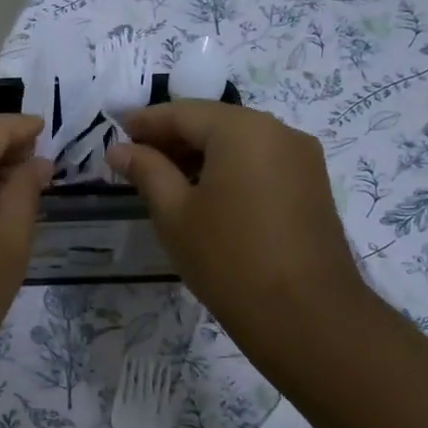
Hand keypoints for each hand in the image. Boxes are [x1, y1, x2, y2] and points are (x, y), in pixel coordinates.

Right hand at [105, 102, 384, 376]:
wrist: (306, 315)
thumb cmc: (228, 259)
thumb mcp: (174, 214)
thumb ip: (146, 171)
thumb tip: (119, 149)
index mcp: (243, 129)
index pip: (184, 112)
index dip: (146, 122)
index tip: (116, 132)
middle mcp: (278, 131)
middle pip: (215, 122)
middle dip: (173, 137)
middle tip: (135, 158)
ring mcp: (302, 158)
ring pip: (239, 142)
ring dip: (200, 154)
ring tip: (164, 179)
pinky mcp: (312, 185)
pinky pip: (260, 161)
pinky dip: (228, 168)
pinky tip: (204, 193)